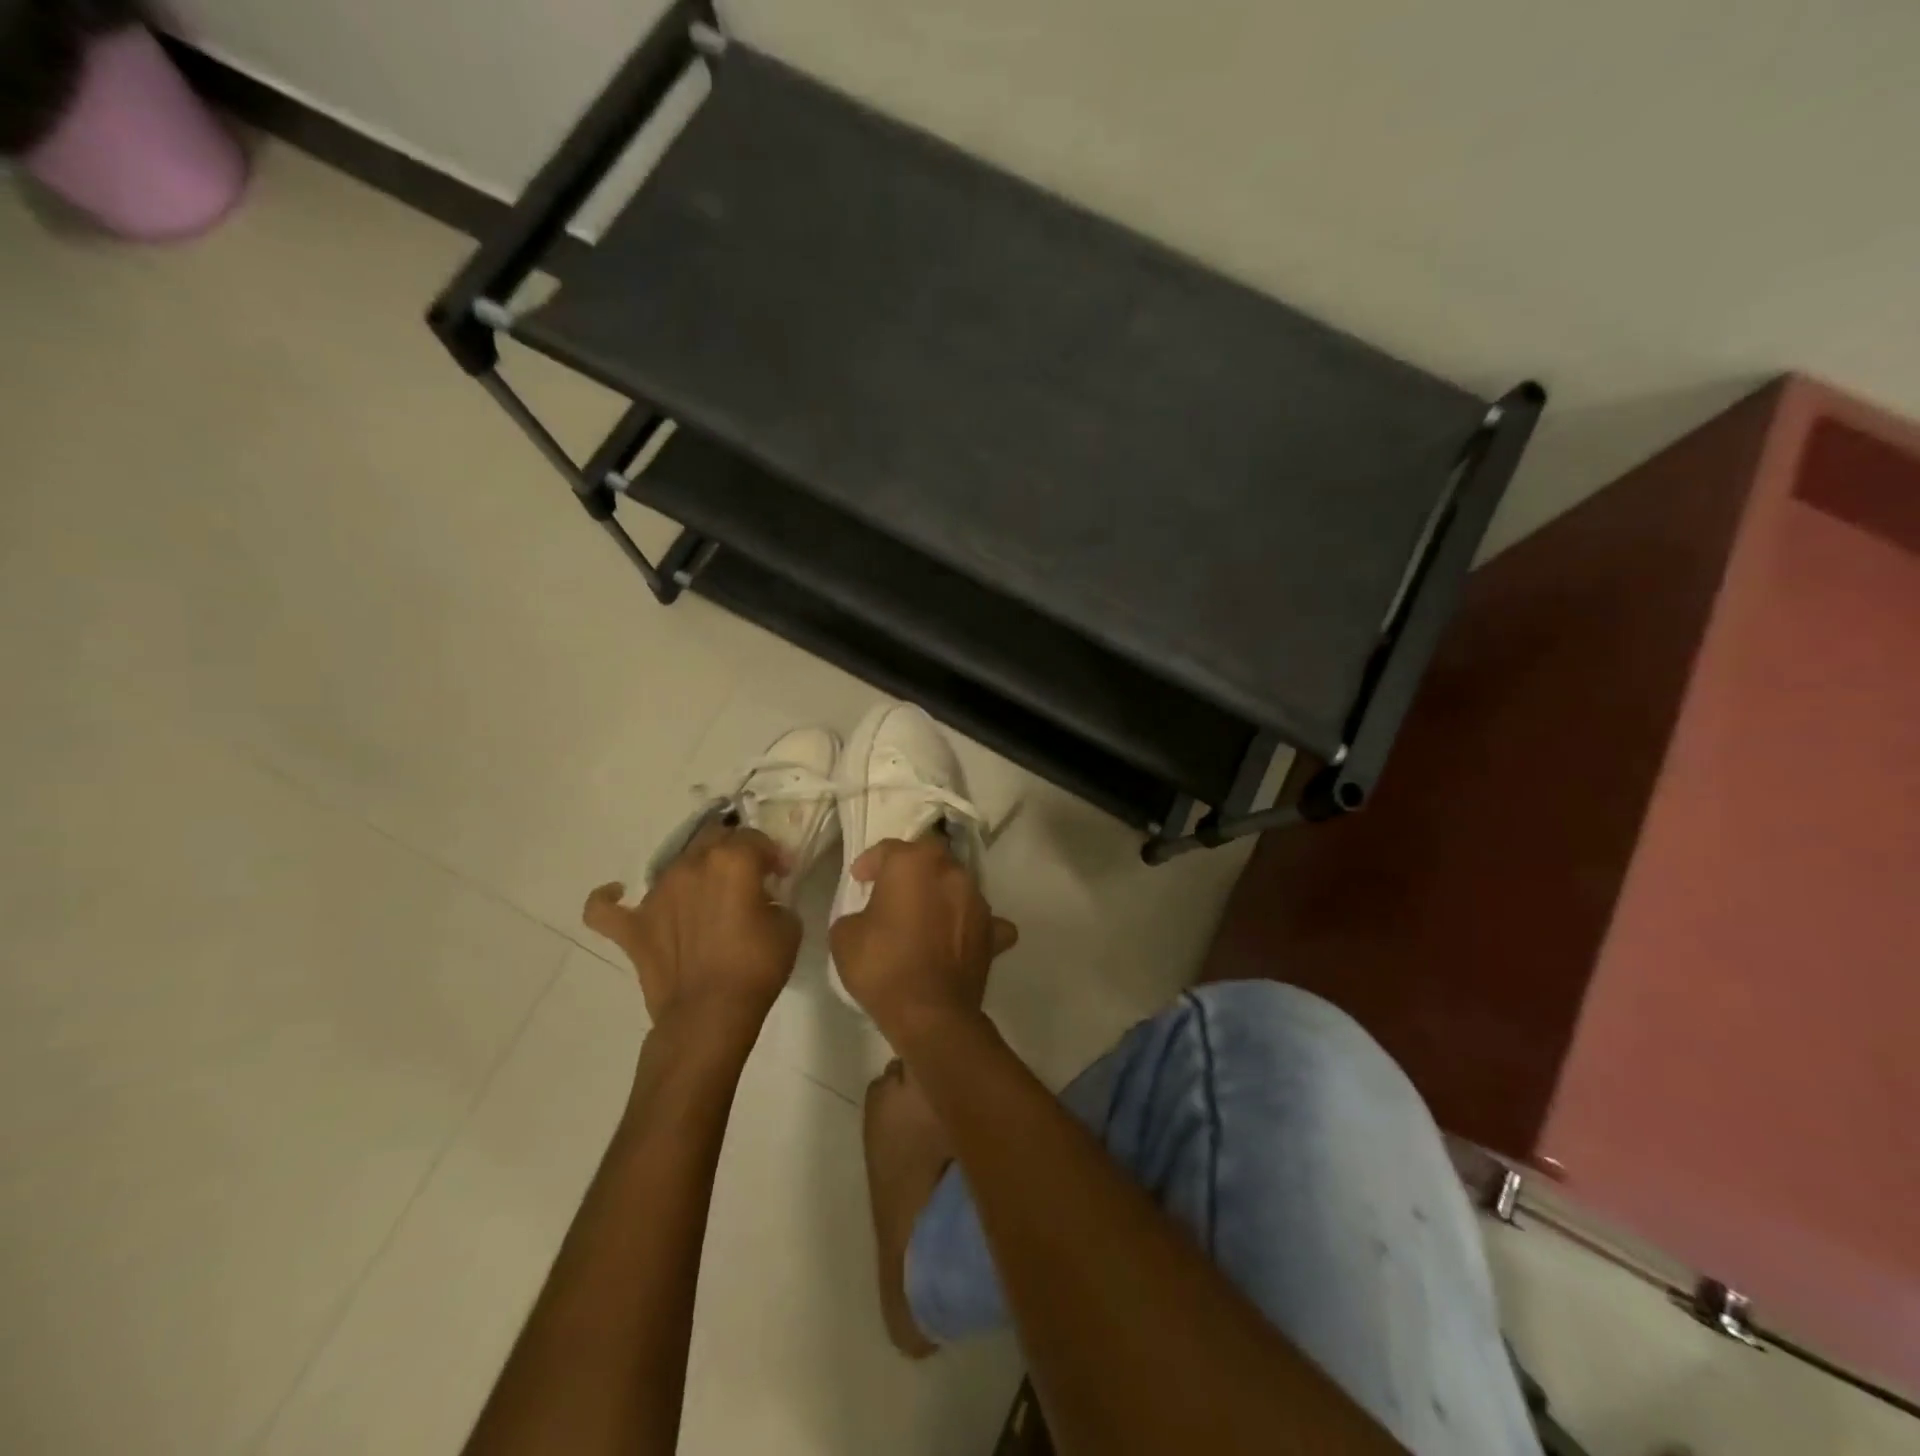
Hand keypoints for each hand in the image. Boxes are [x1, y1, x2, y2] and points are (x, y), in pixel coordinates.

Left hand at [583, 825, 801, 1035]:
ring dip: (695, 872)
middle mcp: (690, 865)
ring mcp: (656, 894)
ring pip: (674, 863)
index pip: (754, 838)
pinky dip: (608, 897)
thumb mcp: (788, 925)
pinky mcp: (633, 926)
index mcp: (732, 860)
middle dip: (733, 851)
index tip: (780, 874)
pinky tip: (616, 893)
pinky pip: (605, 907)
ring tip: (707, 897)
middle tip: (746, 878)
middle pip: (713, 838)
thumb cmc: (756, 968)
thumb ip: (774, 899)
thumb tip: (761, 898)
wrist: (710, 1014)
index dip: (771, 854)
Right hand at [827, 836, 1017, 1037]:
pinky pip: (981, 920)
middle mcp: (951, 872)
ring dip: (940, 895)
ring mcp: (977, 901)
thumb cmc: (883, 965)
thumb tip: (867, 918)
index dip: (869, 863)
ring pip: (956, 885)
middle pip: (928, 859)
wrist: (930, 1013)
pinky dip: (969, 925)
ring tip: (923, 915)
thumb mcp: (845, 935)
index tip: (859, 879)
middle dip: (910, 870)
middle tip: (891, 892)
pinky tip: (959, 937)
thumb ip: (855, 913)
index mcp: (914, 863)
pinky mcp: (992, 931)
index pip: (887, 850)